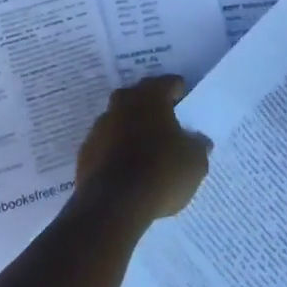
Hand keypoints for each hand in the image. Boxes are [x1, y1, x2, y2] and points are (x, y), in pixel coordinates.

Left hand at [76, 75, 210, 222]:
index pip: (169, 83)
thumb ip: (198, 145)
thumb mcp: (195, 162)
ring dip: (132, 128)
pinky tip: (126, 168)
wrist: (113, 203)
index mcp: (151, 96)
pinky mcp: (87, 149)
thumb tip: (199, 140)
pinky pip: (107, 142)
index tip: (186, 105)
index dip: (180, 92)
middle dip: (153, 107)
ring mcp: (101, 124)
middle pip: (141, 96)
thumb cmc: (161, 172)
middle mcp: (123, 102)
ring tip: (146, 149)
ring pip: (121, 118)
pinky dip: (116, 149)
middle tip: (168, 125)